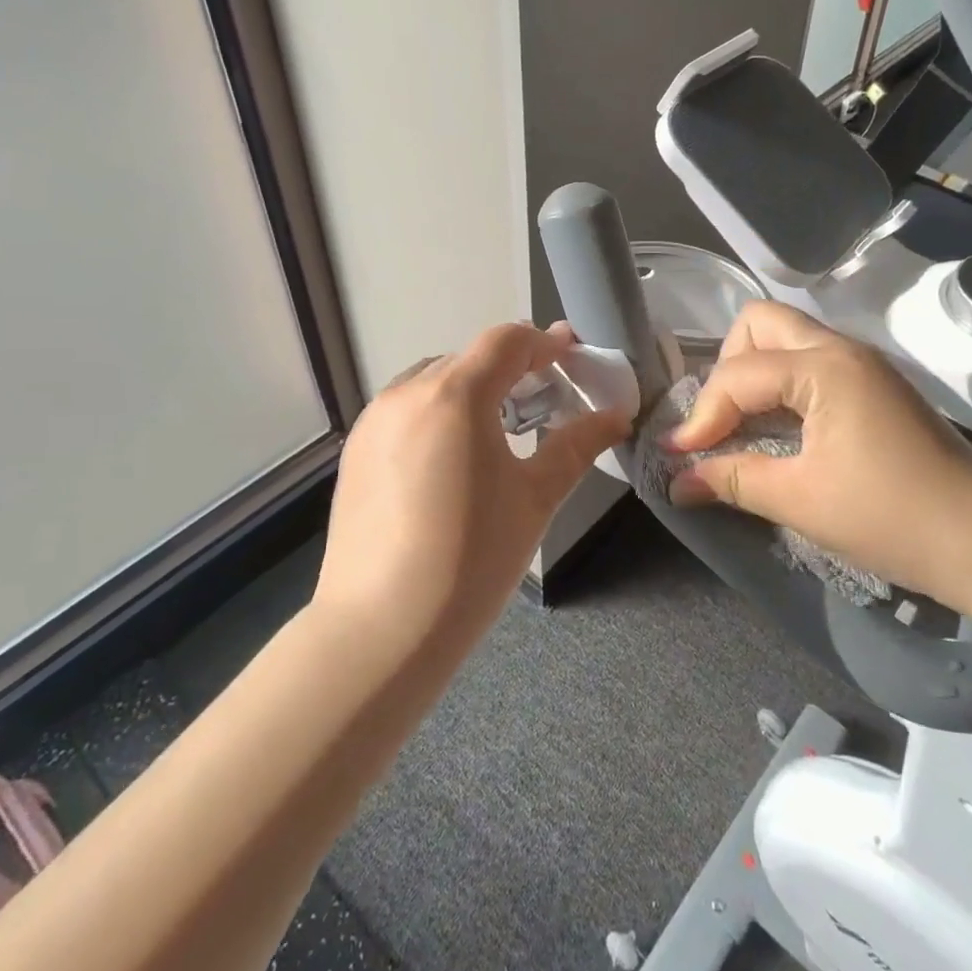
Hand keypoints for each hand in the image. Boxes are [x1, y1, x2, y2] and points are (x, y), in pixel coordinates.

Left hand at [315, 322, 630, 653]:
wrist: (381, 629)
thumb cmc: (472, 558)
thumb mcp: (535, 497)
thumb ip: (577, 445)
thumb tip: (616, 416)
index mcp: (455, 395)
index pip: (506, 341)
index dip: (545, 343)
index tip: (573, 358)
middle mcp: (407, 393)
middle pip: (470, 359)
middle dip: (513, 369)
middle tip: (547, 399)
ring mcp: (373, 421)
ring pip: (434, 382)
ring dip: (473, 390)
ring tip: (501, 430)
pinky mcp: (355, 451)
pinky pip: (406, 411)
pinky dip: (439, 414)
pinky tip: (454, 460)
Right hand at [665, 302, 971, 616]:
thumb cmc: (890, 517)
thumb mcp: (800, 500)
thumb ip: (732, 480)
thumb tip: (677, 483)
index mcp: (824, 368)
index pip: (738, 374)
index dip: (701, 415)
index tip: (679, 455)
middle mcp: (841, 349)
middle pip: (760, 323)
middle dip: (726, 367)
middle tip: (719, 420)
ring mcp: (862, 363)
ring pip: (787, 336)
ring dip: (753, 371)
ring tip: (740, 423)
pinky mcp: (873, 384)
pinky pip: (809, 360)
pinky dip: (780, 382)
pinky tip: (776, 427)